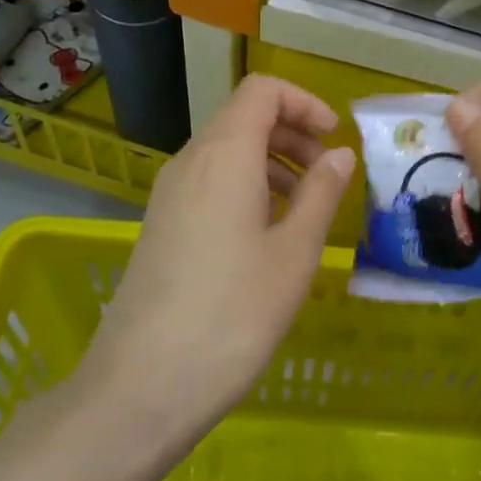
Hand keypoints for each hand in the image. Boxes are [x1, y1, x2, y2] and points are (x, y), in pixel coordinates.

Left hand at [77, 75, 355, 435]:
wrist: (140, 389)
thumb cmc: (232, 314)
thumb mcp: (294, 253)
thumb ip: (321, 193)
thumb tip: (340, 154)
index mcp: (223, 155)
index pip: (262, 91)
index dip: (304, 102)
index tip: (334, 139)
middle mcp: (189, 162)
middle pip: (244, 117)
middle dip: (293, 133)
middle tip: (328, 175)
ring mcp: (168, 195)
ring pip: (226, 151)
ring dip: (272, 162)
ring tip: (304, 207)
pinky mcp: (160, 226)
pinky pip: (209, 182)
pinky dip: (247, 186)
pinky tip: (267, 235)